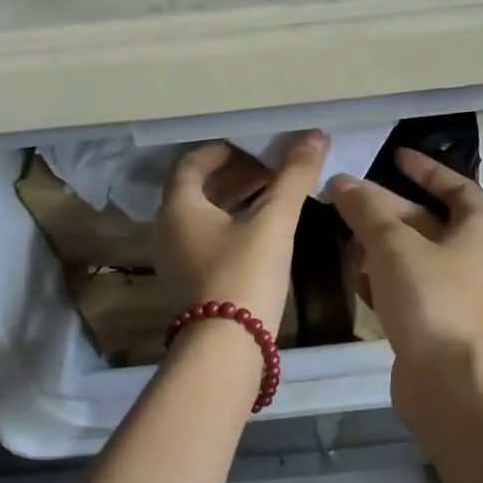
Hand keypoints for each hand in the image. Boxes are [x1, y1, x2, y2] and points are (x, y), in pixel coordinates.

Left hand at [156, 132, 328, 335]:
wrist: (225, 347)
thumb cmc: (244, 274)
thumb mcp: (274, 222)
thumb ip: (293, 177)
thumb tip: (315, 135)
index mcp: (179, 208)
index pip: (191, 164)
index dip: (220, 153)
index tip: (250, 150)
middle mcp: (167, 231)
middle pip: (196, 192)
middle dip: (233, 178)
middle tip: (269, 173)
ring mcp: (174, 262)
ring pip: (201, 220)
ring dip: (232, 204)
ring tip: (270, 201)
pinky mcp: (188, 286)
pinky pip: (205, 243)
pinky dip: (229, 230)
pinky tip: (260, 239)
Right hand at [327, 149, 482, 400]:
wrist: (445, 379)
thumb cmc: (428, 299)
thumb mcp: (394, 245)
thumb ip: (367, 211)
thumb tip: (341, 181)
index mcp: (474, 232)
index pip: (457, 188)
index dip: (427, 170)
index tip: (395, 156)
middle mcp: (466, 259)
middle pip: (424, 221)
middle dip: (386, 207)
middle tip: (347, 196)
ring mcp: (448, 292)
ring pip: (409, 255)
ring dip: (378, 242)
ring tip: (343, 233)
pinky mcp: (428, 320)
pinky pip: (402, 286)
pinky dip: (380, 277)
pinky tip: (353, 275)